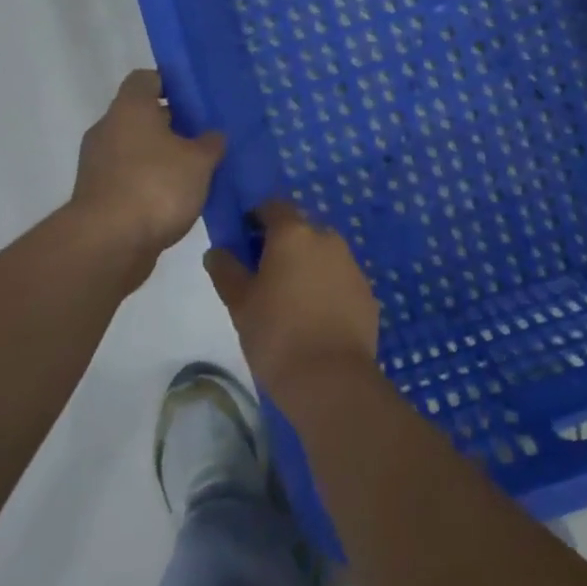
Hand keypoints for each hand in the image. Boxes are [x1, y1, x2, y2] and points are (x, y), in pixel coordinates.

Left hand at [71, 70, 225, 262]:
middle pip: (142, 115)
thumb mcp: (199, 161)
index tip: (195, 97)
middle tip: (205, 135)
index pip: (146, 79)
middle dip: (173, 123)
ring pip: (136, 148)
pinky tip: (177, 197)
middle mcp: (108, 129)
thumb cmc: (156, 186)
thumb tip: (213, 135)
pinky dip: (150, 181)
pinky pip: (129, 176)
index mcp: (130, 109)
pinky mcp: (98, 195)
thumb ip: (210, 143)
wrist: (108, 243)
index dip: (170, 82)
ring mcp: (98, 164)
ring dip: (162, 156)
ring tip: (197, 169)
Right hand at [203, 201, 380, 402]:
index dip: (256, 218)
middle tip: (264, 276)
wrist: (331, 378)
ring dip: (307, 266)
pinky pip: (340, 280)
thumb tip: (218, 251)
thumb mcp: (239, 303)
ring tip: (290, 302)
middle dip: (283, 244)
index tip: (244, 241)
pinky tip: (316, 319)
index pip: (273, 207)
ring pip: (323, 255)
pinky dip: (327, 289)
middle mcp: (327, 239)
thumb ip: (226, 270)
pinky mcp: (367, 292)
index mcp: (294, 234)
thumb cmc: (276, 334)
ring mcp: (352, 265)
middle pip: (301, 230)